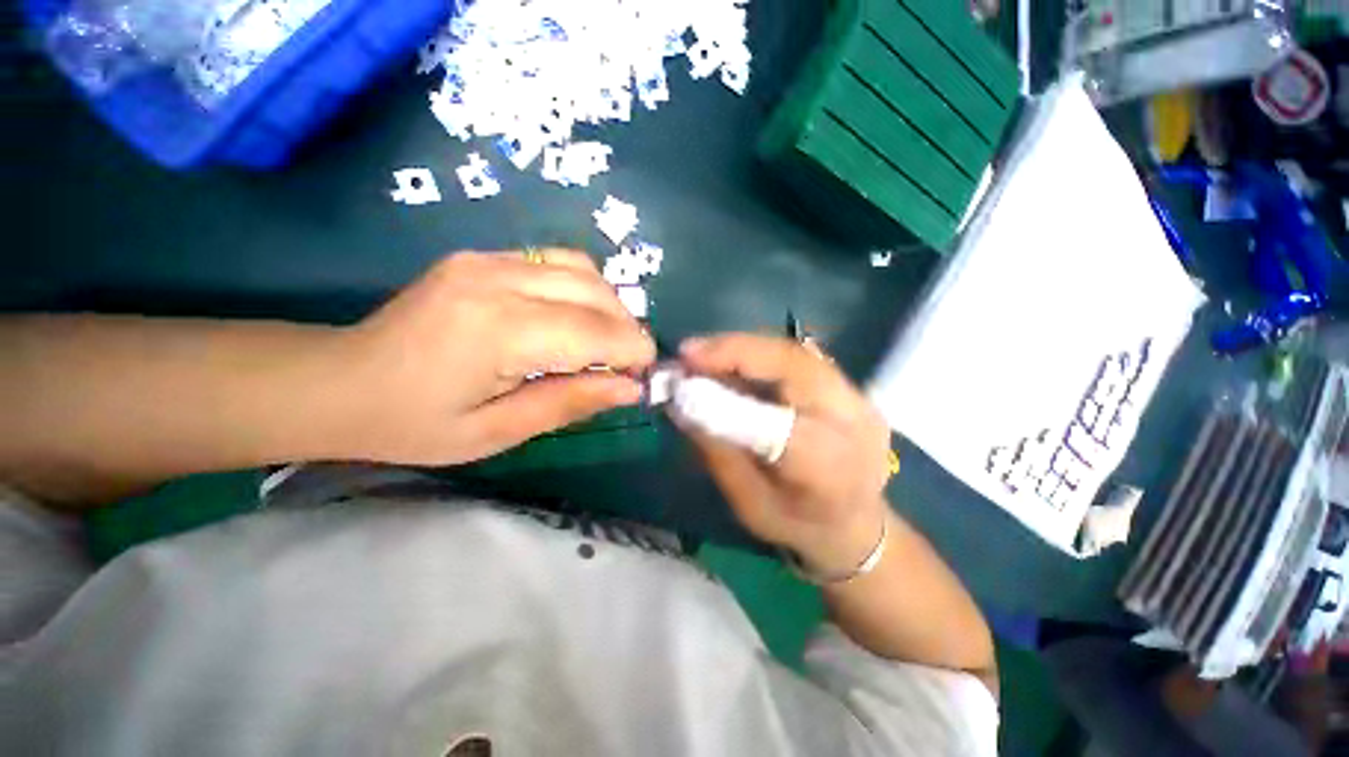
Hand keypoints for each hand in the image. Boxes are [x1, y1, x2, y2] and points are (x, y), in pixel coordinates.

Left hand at [332, 250, 654, 464]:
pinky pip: (558, 262)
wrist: (339, 382)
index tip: (645, 376)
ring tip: (605, 343)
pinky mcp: (483, 256)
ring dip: (609, 306)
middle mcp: (497, 279)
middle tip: (626, 366)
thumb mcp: (497, 433)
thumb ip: (569, 403)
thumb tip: (630, 388)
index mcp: (498, 331)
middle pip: (595, 292)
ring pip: (583, 269)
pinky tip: (575, 319)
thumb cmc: (413, 423)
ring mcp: (487, 259)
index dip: (632, 351)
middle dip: (627, 328)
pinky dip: (584, 290)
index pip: (594, 331)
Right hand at [678, 334, 894, 572]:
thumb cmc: (796, 524)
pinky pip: (797, 359)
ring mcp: (857, 398)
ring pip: (794, 354)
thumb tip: (680, 402)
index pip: (773, 425)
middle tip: (688, 353)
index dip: (725, 397)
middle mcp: (851, 422)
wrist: (856, 524)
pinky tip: (730, 358)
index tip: (681, 379)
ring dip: (743, 348)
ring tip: (702, 354)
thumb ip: (717, 449)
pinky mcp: (849, 386)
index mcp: (827, 469)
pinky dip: (758, 354)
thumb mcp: (748, 502)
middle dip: (735, 353)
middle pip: (793, 367)